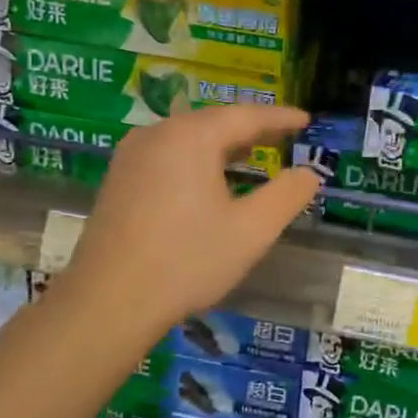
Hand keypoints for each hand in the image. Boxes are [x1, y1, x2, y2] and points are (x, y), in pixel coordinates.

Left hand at [63, 105, 319, 333]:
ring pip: (188, 137)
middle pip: (213, 121)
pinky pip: (168, 155)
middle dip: (251, 128)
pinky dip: (198, 159)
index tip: (306, 120)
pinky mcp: (119, 180)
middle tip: (284, 136)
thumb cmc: (187, 261)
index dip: (280, 118)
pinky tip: (209, 180)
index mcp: (191, 137)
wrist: (108, 302)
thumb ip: (287, 195)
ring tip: (253, 154)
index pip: (246, 116)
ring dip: (223, 144)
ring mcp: (131, 156)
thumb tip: (309, 173)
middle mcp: (157, 134)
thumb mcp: (251, 231)